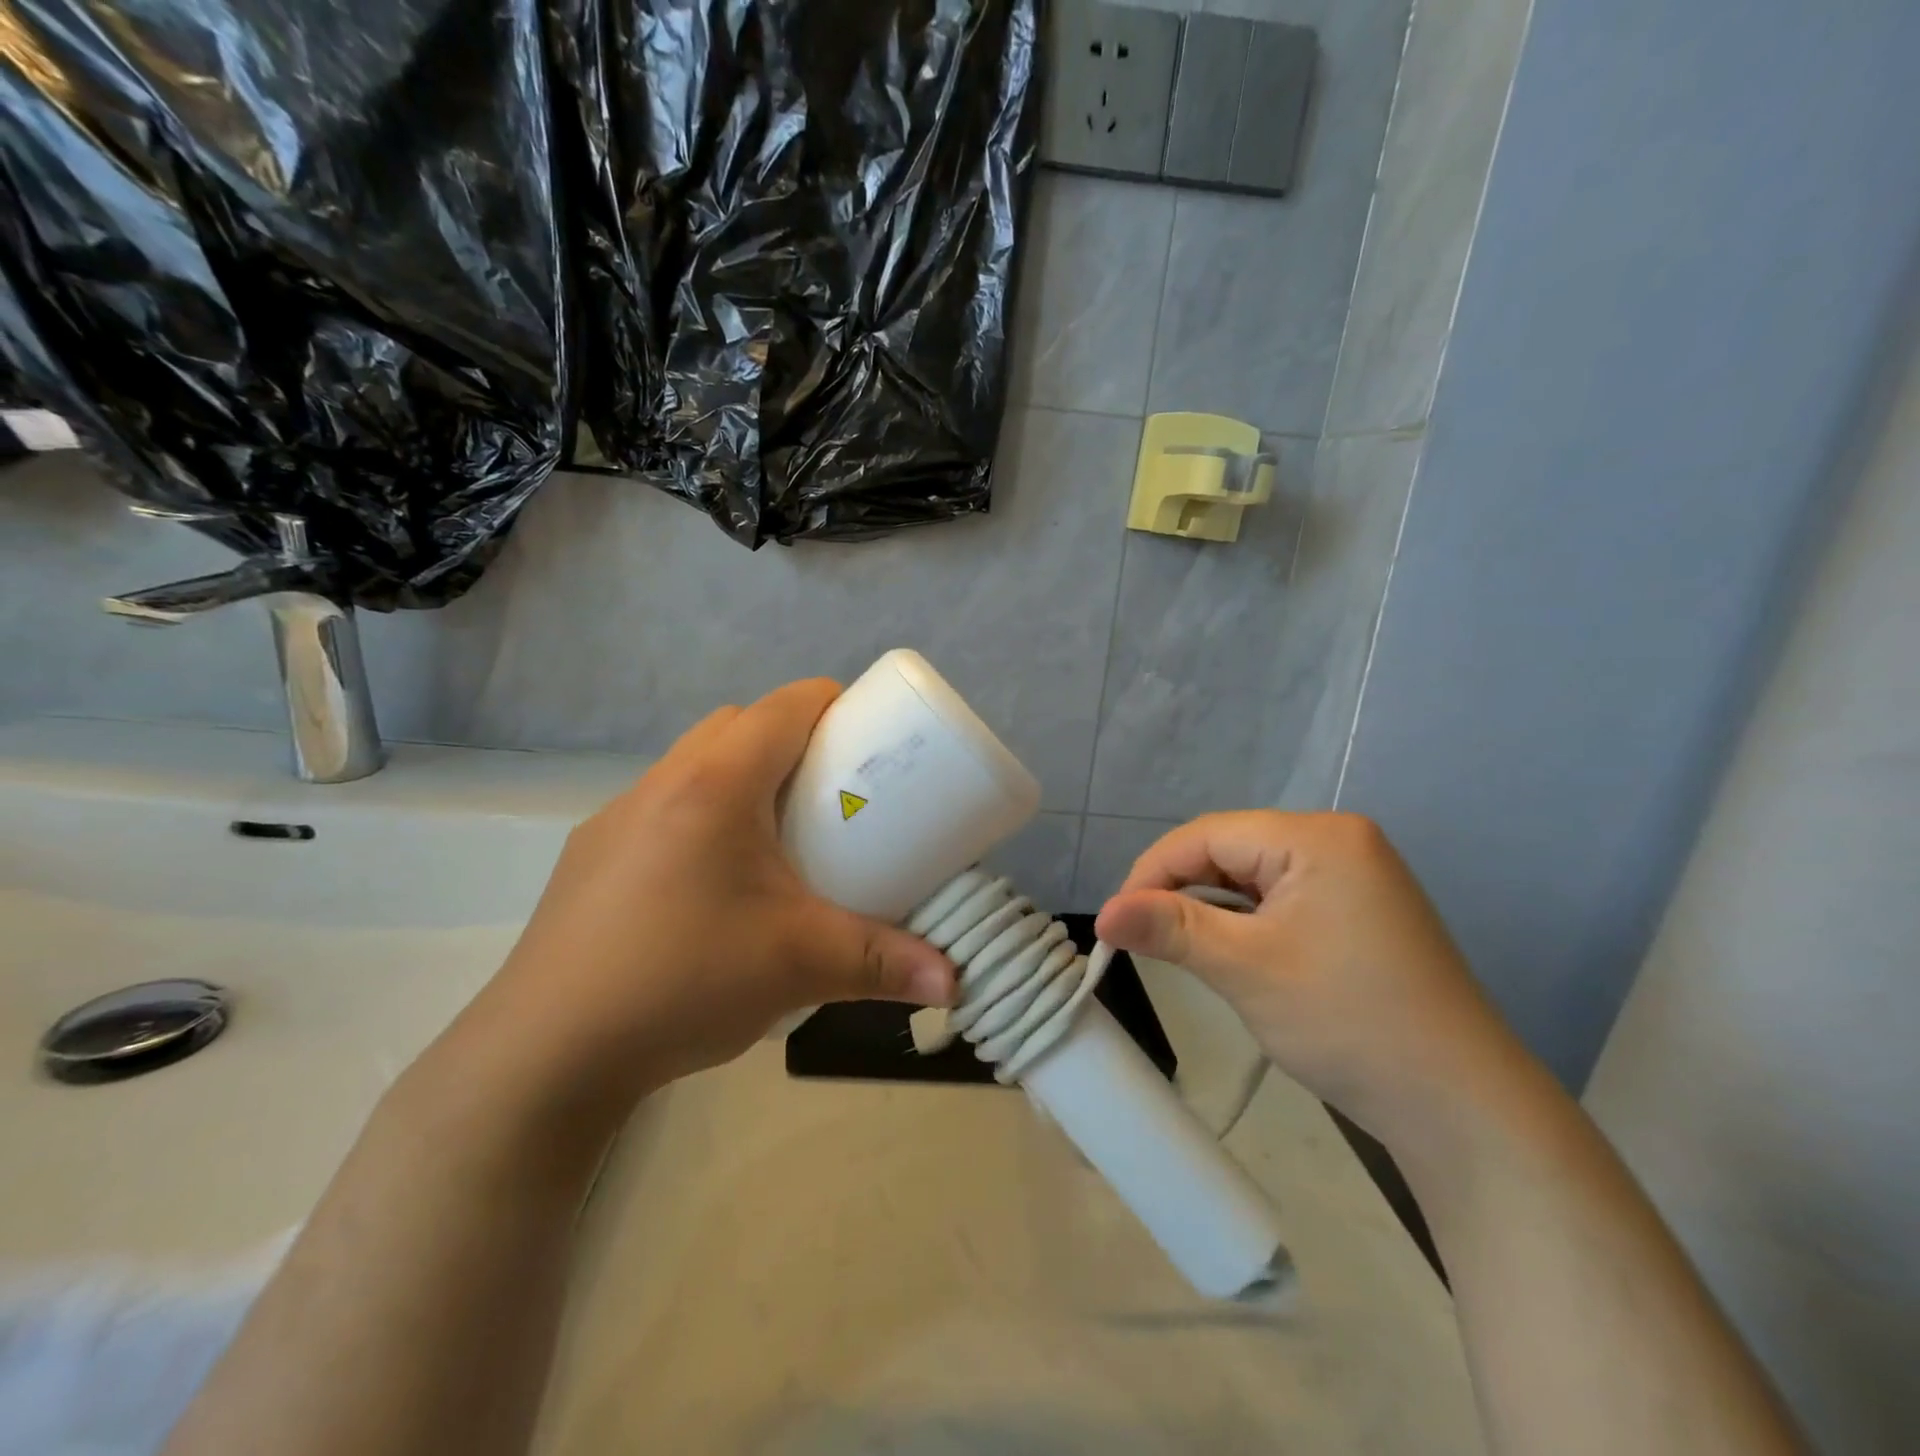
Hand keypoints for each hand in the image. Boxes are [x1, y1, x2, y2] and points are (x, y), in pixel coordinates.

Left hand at [479, 680, 954, 1104]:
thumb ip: (883, 965)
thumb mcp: (798, 965)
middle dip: (788, 737)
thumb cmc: (683, 981)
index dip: (830, 702)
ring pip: (692, 763)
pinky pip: (661, 806)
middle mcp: (660, 784)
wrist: (545, 1053)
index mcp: (714, 786)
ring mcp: (616, 820)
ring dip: (738, 774)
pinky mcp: (592, 858)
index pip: (782, 707)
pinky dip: (700, 814)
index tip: (866, 733)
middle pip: (736, 725)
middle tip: (829, 788)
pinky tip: (712, 882)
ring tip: (775, 833)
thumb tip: (955, 981)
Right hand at [1094, 811, 1530, 1148]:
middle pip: (1230, 850)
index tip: (1116, 920)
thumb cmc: (1348, 1022)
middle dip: (1181, 890)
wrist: (1460, 1107)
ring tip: (1179, 948)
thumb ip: (1170, 928)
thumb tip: (1102, 913)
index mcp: (1317, 836)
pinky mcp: (1358, 911)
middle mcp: (1339, 841)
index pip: (1208, 834)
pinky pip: (1281, 898)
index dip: (1152, 871)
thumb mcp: (1246, 968)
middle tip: (1142, 937)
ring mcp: (1354, 876)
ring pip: (1252, 876)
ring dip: (1211, 909)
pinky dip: (1246, 922)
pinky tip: (1230, 951)